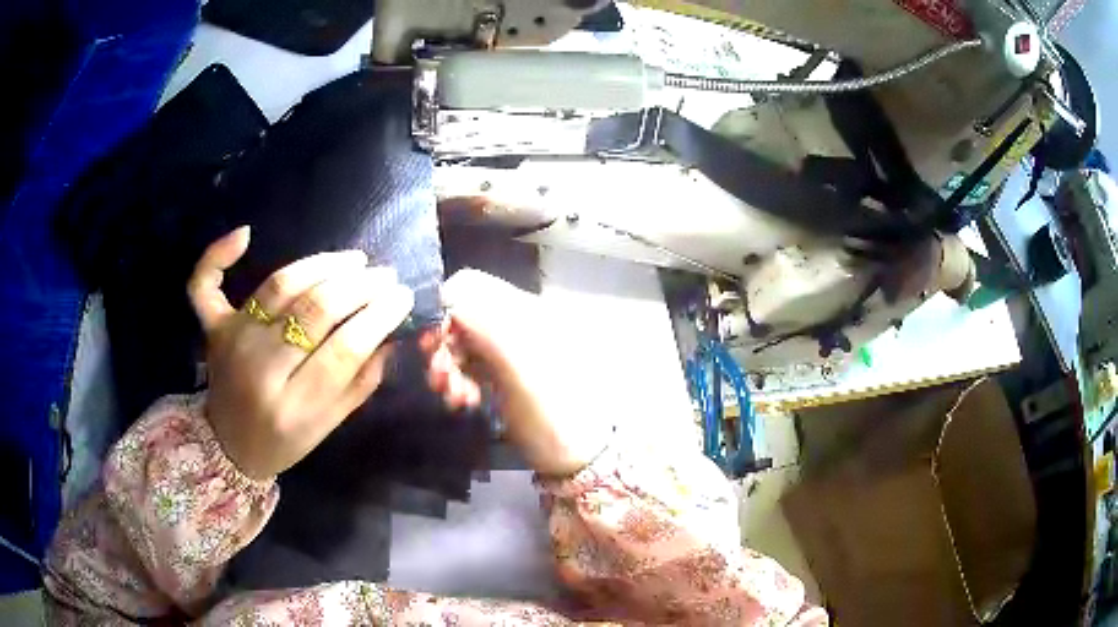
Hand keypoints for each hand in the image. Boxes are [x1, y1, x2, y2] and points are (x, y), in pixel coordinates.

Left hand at [187, 227, 413, 478]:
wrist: (229, 447)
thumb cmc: (285, 440)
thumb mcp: (329, 425)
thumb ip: (361, 382)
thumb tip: (390, 334)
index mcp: (295, 406)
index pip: (344, 349)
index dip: (379, 316)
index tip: (402, 295)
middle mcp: (260, 368)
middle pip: (314, 310)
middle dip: (359, 286)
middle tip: (384, 275)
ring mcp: (233, 341)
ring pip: (279, 286)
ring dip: (322, 264)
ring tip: (354, 260)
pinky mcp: (213, 328)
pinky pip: (205, 285)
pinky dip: (218, 255)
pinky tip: (245, 234)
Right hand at [421, 270, 610, 476]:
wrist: (580, 457)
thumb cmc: (554, 411)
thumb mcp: (521, 365)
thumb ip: (484, 324)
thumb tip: (446, 295)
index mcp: (526, 310)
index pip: (471, 286)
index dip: (445, 308)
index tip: (433, 342)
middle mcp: (516, 323)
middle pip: (462, 316)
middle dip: (444, 344)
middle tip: (437, 377)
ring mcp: (509, 351)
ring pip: (462, 343)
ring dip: (448, 367)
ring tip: (453, 397)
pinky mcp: (504, 376)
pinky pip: (470, 366)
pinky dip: (459, 380)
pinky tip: (462, 402)